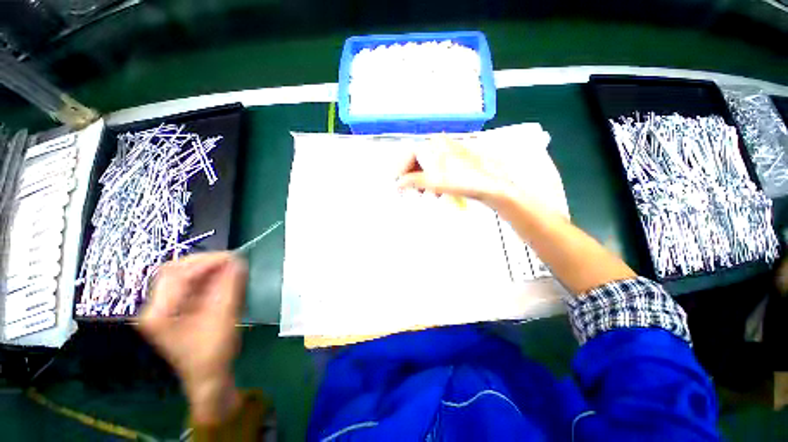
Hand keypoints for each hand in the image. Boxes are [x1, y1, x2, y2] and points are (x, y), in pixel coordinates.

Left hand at [136, 252, 246, 423]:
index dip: (205, 262)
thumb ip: (230, 287)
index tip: (232, 257)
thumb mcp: (224, 318)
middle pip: (173, 270)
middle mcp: (154, 308)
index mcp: (159, 314)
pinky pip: (187, 284)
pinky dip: (205, 277)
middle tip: (230, 260)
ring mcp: (162, 308)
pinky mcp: (173, 309)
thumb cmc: (214, 353)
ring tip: (228, 267)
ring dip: (205, 269)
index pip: (176, 274)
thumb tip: (237, 261)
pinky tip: (221, 278)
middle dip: (204, 262)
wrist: (208, 377)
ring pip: (180, 275)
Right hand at [396, 136, 512, 206]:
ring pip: (427, 166)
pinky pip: (437, 169)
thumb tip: (398, 183)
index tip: (396, 184)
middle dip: (412, 177)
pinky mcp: (455, 160)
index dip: (400, 169)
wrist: (492, 185)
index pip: (410, 154)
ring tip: (424, 194)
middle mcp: (440, 144)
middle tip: (408, 192)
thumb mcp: (435, 182)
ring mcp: (449, 151)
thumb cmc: (463, 181)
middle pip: (418, 160)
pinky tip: (437, 192)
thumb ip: (413, 181)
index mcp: (435, 143)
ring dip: (422, 181)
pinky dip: (433, 181)